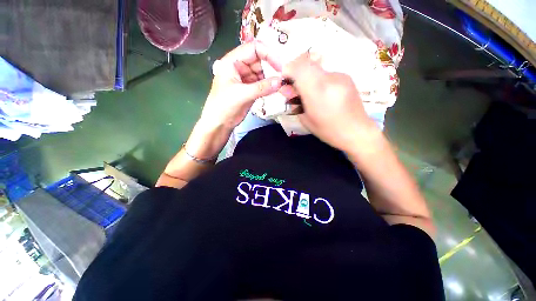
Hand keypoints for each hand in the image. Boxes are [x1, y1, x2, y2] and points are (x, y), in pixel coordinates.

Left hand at [186, 42, 282, 159]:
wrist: (219, 123)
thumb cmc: (224, 105)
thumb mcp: (242, 94)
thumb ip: (262, 87)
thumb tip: (281, 81)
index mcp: (233, 61)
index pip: (254, 48)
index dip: (268, 54)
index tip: (280, 66)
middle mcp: (240, 67)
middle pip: (260, 60)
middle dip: (272, 66)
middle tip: (284, 76)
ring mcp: (246, 78)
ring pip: (263, 72)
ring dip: (272, 78)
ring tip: (282, 84)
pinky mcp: (250, 89)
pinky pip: (262, 84)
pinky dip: (269, 86)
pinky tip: (276, 89)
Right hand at [282, 53, 379, 151]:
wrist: (356, 131)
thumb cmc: (328, 130)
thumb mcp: (305, 119)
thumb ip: (294, 102)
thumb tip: (286, 89)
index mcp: (317, 91)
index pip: (299, 67)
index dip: (289, 69)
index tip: (285, 80)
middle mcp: (330, 78)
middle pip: (307, 61)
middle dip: (296, 71)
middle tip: (294, 86)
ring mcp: (340, 75)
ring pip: (316, 67)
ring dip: (307, 76)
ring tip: (309, 93)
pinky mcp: (346, 77)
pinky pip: (326, 73)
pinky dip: (318, 79)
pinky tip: (322, 94)